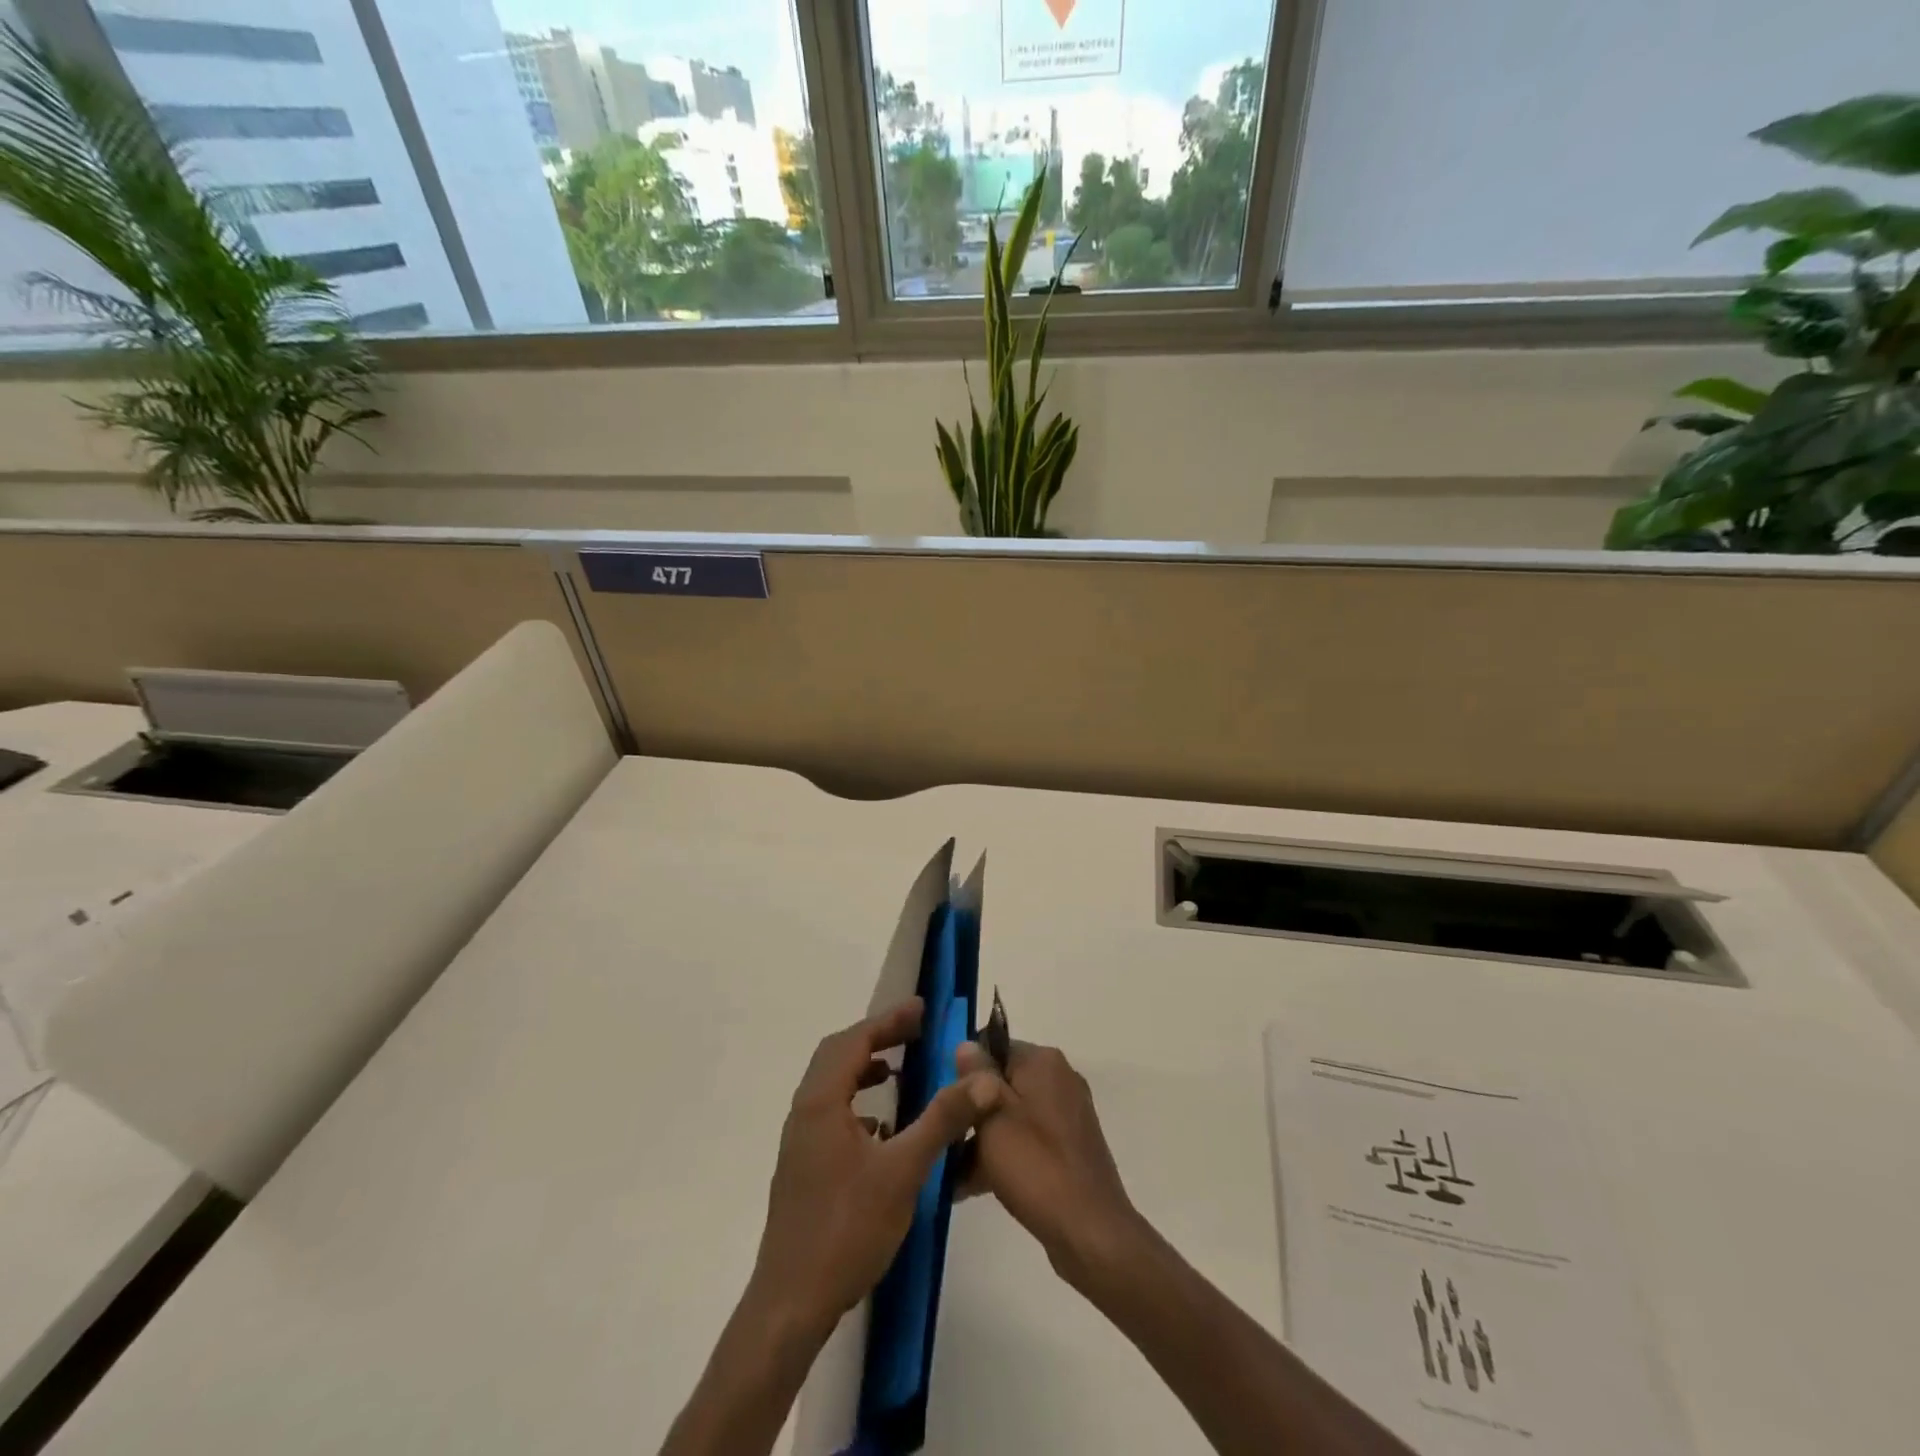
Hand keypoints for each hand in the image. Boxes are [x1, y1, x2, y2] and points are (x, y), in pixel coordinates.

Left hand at [748, 997, 1002, 1341]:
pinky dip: (857, 1102)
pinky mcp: (802, 1167)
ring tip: (899, 1069)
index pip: (855, 1040)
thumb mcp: (903, 1170)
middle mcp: (804, 1112)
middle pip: (838, 1054)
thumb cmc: (847, 1229)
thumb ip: (942, 1120)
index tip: (922, 1010)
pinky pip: (830, 1113)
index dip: (889, 1020)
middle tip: (915, 1032)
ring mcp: (800, 1141)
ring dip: (864, 1068)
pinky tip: (883, 1127)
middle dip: (877, 1037)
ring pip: (832, 1085)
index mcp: (821, 1102)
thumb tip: (982, 1080)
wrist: (791, 1303)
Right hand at [955, 1039, 1145, 1287]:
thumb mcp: (993, 1117)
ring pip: (1011, 1114)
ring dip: (982, 1138)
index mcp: (1043, 1061)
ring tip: (949, 1172)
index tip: (945, 1101)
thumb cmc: (1035, 1166)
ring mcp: (1067, 1114)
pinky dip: (1003, 1155)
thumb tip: (965, 1045)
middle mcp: (1059, 1078)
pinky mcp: (1069, 1147)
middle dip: (971, 1110)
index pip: (993, 1046)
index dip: (965, 1071)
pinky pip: (1027, 1139)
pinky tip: (971, 1186)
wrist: (1090, 1232)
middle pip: (1001, 1081)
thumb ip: (975, 1077)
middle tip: (943, 1138)